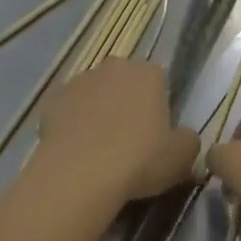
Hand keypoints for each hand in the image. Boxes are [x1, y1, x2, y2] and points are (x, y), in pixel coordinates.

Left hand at [35, 59, 200, 203]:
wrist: (79, 173)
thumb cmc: (139, 160)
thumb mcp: (181, 158)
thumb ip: (188, 141)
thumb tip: (184, 137)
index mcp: (148, 73)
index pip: (159, 82)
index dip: (158, 108)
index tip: (155, 135)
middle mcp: (114, 67)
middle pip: (124, 83)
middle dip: (126, 104)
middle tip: (128, 142)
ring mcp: (79, 80)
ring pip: (94, 94)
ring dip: (97, 112)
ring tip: (97, 150)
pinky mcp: (52, 99)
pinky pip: (67, 110)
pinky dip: (71, 124)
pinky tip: (74, 151)